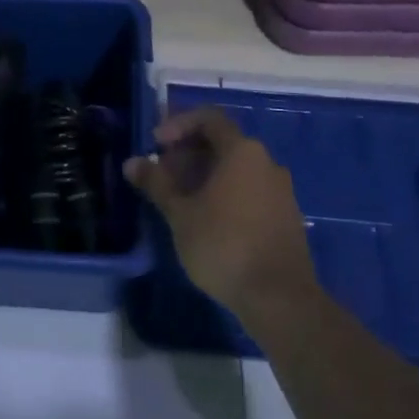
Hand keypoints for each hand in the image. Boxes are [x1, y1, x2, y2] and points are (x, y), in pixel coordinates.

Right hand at [125, 108, 316, 326]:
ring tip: (180, 200)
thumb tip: (132, 163)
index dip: (179, 124)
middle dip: (188, 153)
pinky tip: (207, 220)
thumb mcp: (180, 214)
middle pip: (223, 143)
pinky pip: (250, 190)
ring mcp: (281, 190)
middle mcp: (266, 162)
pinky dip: (225, 193)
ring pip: (236, 169)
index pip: (208, 118)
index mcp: (242, 151)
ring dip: (205, 175)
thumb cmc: (224, 245)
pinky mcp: (286, 217)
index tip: (157, 145)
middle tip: (162, 175)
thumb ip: (156, 184)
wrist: (281, 299)